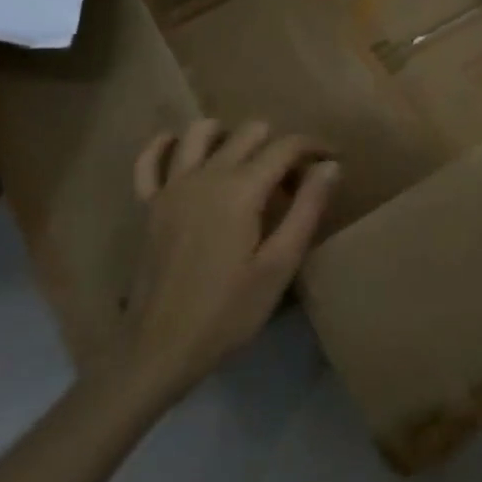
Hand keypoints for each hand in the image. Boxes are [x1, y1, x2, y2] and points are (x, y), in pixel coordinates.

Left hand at [115, 119, 340, 405]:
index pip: (286, 146)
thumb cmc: (228, 312)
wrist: (159, 349)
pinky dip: (167, 145)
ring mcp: (171, 187)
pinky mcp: (148, 205)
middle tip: (294, 182)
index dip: (314, 147)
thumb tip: (331, 166)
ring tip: (247, 163)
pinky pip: (150, 159)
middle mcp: (206, 175)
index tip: (333, 161)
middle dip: (279, 145)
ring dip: (229, 136)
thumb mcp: (279, 265)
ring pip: (201, 131)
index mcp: (241, 189)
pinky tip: (184, 151)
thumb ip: (307, 209)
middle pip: (249, 132)